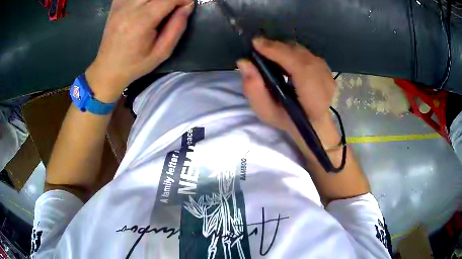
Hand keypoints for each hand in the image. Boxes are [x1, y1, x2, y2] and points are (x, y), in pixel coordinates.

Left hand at [86, 0, 194, 102]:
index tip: (187, 5)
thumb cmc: (135, 64)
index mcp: (141, 22)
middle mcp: (129, 9)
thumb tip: (187, 6)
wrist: (108, 68)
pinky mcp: (115, 5)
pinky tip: (145, 5)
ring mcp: (120, 5)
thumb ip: (177, 27)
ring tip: (160, 7)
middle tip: (174, 6)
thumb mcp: (162, 52)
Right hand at [237, 38, 336, 135]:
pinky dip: (291, 51)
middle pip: (300, 55)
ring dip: (283, 49)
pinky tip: (283, 57)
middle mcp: (326, 84)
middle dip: (277, 47)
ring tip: (269, 52)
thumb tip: (244, 62)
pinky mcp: (326, 69)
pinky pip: (306, 52)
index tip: (257, 44)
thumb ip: (255, 90)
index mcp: (314, 100)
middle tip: (258, 47)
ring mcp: (328, 74)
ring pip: (303, 51)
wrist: (311, 122)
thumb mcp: (267, 112)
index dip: (279, 52)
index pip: (300, 69)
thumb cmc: (288, 120)